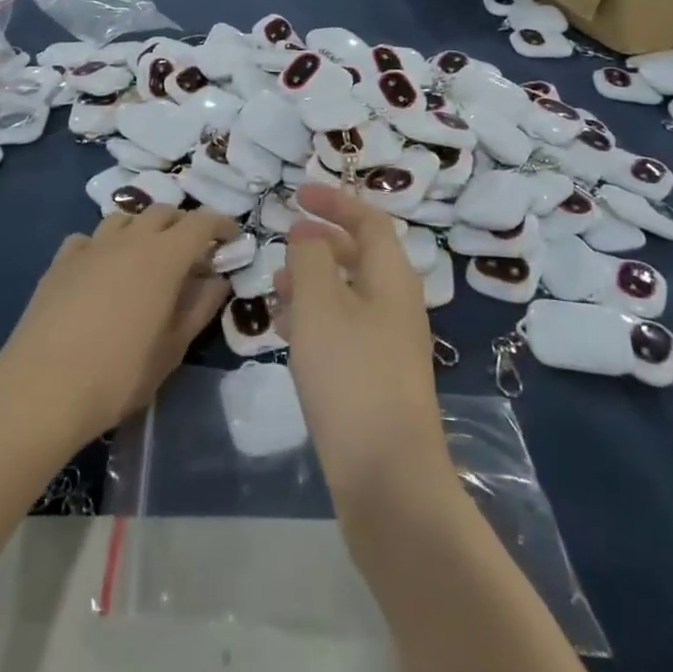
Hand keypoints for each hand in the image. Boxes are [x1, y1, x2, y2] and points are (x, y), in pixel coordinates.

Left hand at [0, 205, 232, 442]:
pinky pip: (89, 239)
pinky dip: (104, 246)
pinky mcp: (61, 261)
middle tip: (193, 254)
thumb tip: (217, 280)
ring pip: (124, 219)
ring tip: (147, 258)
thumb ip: (199, 307)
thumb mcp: (172, 348)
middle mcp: (129, 240)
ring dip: (143, 229)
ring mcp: (91, 247)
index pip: (200, 222)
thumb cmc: (119, 374)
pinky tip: (102, 270)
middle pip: (162, 212)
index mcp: (163, 257)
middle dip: (183, 225)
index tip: (231, 238)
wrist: (42, 388)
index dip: (220, 225)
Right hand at [278, 184, 449, 503]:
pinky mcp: (375, 378)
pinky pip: (343, 329)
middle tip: (284, 238)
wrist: (387, 478)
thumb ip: (311, 259)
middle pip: (361, 255)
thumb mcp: (320, 305)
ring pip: (348, 294)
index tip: (298, 193)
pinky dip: (315, 318)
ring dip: (313, 281)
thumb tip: (308, 234)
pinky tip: (285, 331)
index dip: (335, 201)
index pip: (369, 220)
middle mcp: (397, 305)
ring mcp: (389, 344)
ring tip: (275, 287)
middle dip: (322, 242)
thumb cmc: (351, 376)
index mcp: (392, 278)